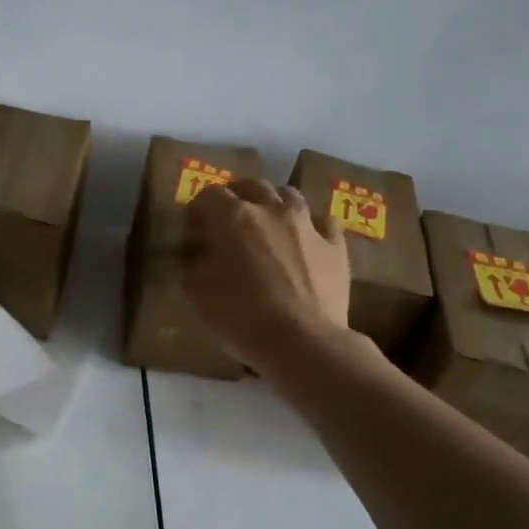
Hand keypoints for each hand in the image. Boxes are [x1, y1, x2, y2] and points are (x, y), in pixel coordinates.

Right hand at [182, 179, 351, 368]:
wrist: (301, 342)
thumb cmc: (240, 317)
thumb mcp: (197, 293)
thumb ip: (193, 266)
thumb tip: (197, 257)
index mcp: (233, 218)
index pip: (209, 195)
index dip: (198, 210)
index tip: (194, 231)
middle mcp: (271, 210)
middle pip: (251, 185)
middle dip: (235, 197)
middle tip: (227, 220)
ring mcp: (308, 225)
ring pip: (288, 195)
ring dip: (272, 203)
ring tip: (266, 223)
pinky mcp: (335, 245)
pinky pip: (322, 222)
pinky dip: (309, 225)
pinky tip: (304, 239)